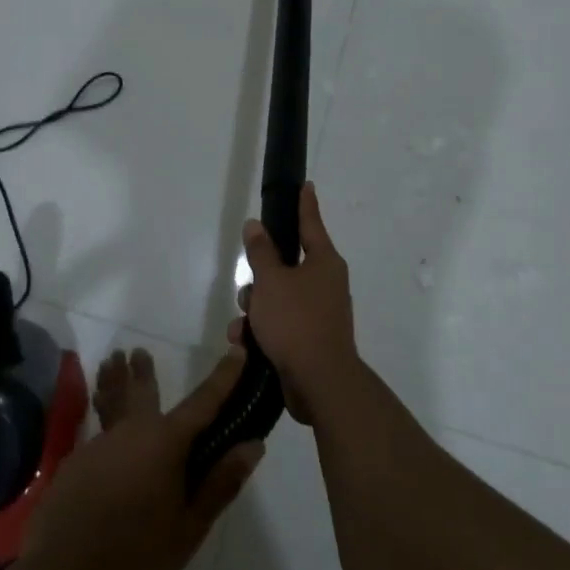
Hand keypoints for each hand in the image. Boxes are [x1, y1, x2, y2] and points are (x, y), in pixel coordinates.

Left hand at [19, 347, 262, 569]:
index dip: (223, 377)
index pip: (203, 403)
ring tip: (111, 363)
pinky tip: (97, 431)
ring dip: (113, 384)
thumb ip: (220, 484)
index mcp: (164, 444)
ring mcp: (97, 447)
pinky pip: (94, 433)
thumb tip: (253, 444)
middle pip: (141, 392)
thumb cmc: (134, 561)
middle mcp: (130, 434)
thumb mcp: (188, 530)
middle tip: (138, 351)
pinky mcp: (72, 466)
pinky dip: (99, 420)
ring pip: (110, 405)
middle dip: (143, 371)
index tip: (238, 351)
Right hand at [233, 183, 360, 424]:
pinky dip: (262, 331)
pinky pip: (280, 324)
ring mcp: (319, 312)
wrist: (320, 384)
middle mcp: (325, 283)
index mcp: (323, 262)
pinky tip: (244, 344)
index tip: (306, 185)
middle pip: (286, 265)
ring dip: (256, 308)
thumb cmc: (296, 322)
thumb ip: (261, 252)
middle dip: (260, 277)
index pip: (310, 223)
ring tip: (244, 325)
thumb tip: (255, 225)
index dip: (304, 204)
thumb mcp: (271, 282)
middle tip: (248, 287)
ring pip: (278, 296)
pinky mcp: (309, 339)